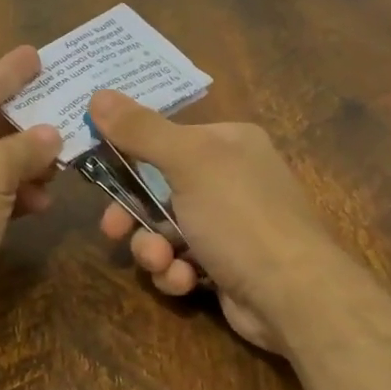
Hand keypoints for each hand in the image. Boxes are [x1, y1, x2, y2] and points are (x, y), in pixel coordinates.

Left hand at [0, 47, 62, 359]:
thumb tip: (51, 136)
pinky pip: (0, 198)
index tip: (35, 53)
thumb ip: (25, 146)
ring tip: (65, 158)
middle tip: (68, 102)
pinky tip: (45, 200)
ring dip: (30, 162)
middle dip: (27, 119)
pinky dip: (22, 195)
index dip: (8, 72)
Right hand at [87, 89, 338, 353]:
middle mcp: (230, 179)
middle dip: (133, 214)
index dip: (127, 155)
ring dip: (153, 250)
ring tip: (161, 262)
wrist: (293, 295)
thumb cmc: (240, 216)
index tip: (97, 171)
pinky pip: (182, 262)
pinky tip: (186, 281)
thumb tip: (97, 94)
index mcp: (228, 143)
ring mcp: (229, 226)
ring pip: (164, 231)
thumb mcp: (188, 162)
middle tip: (112, 230)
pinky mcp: (225, 267)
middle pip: (157, 189)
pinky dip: (177, 273)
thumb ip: (140, 130)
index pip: (164, 138)